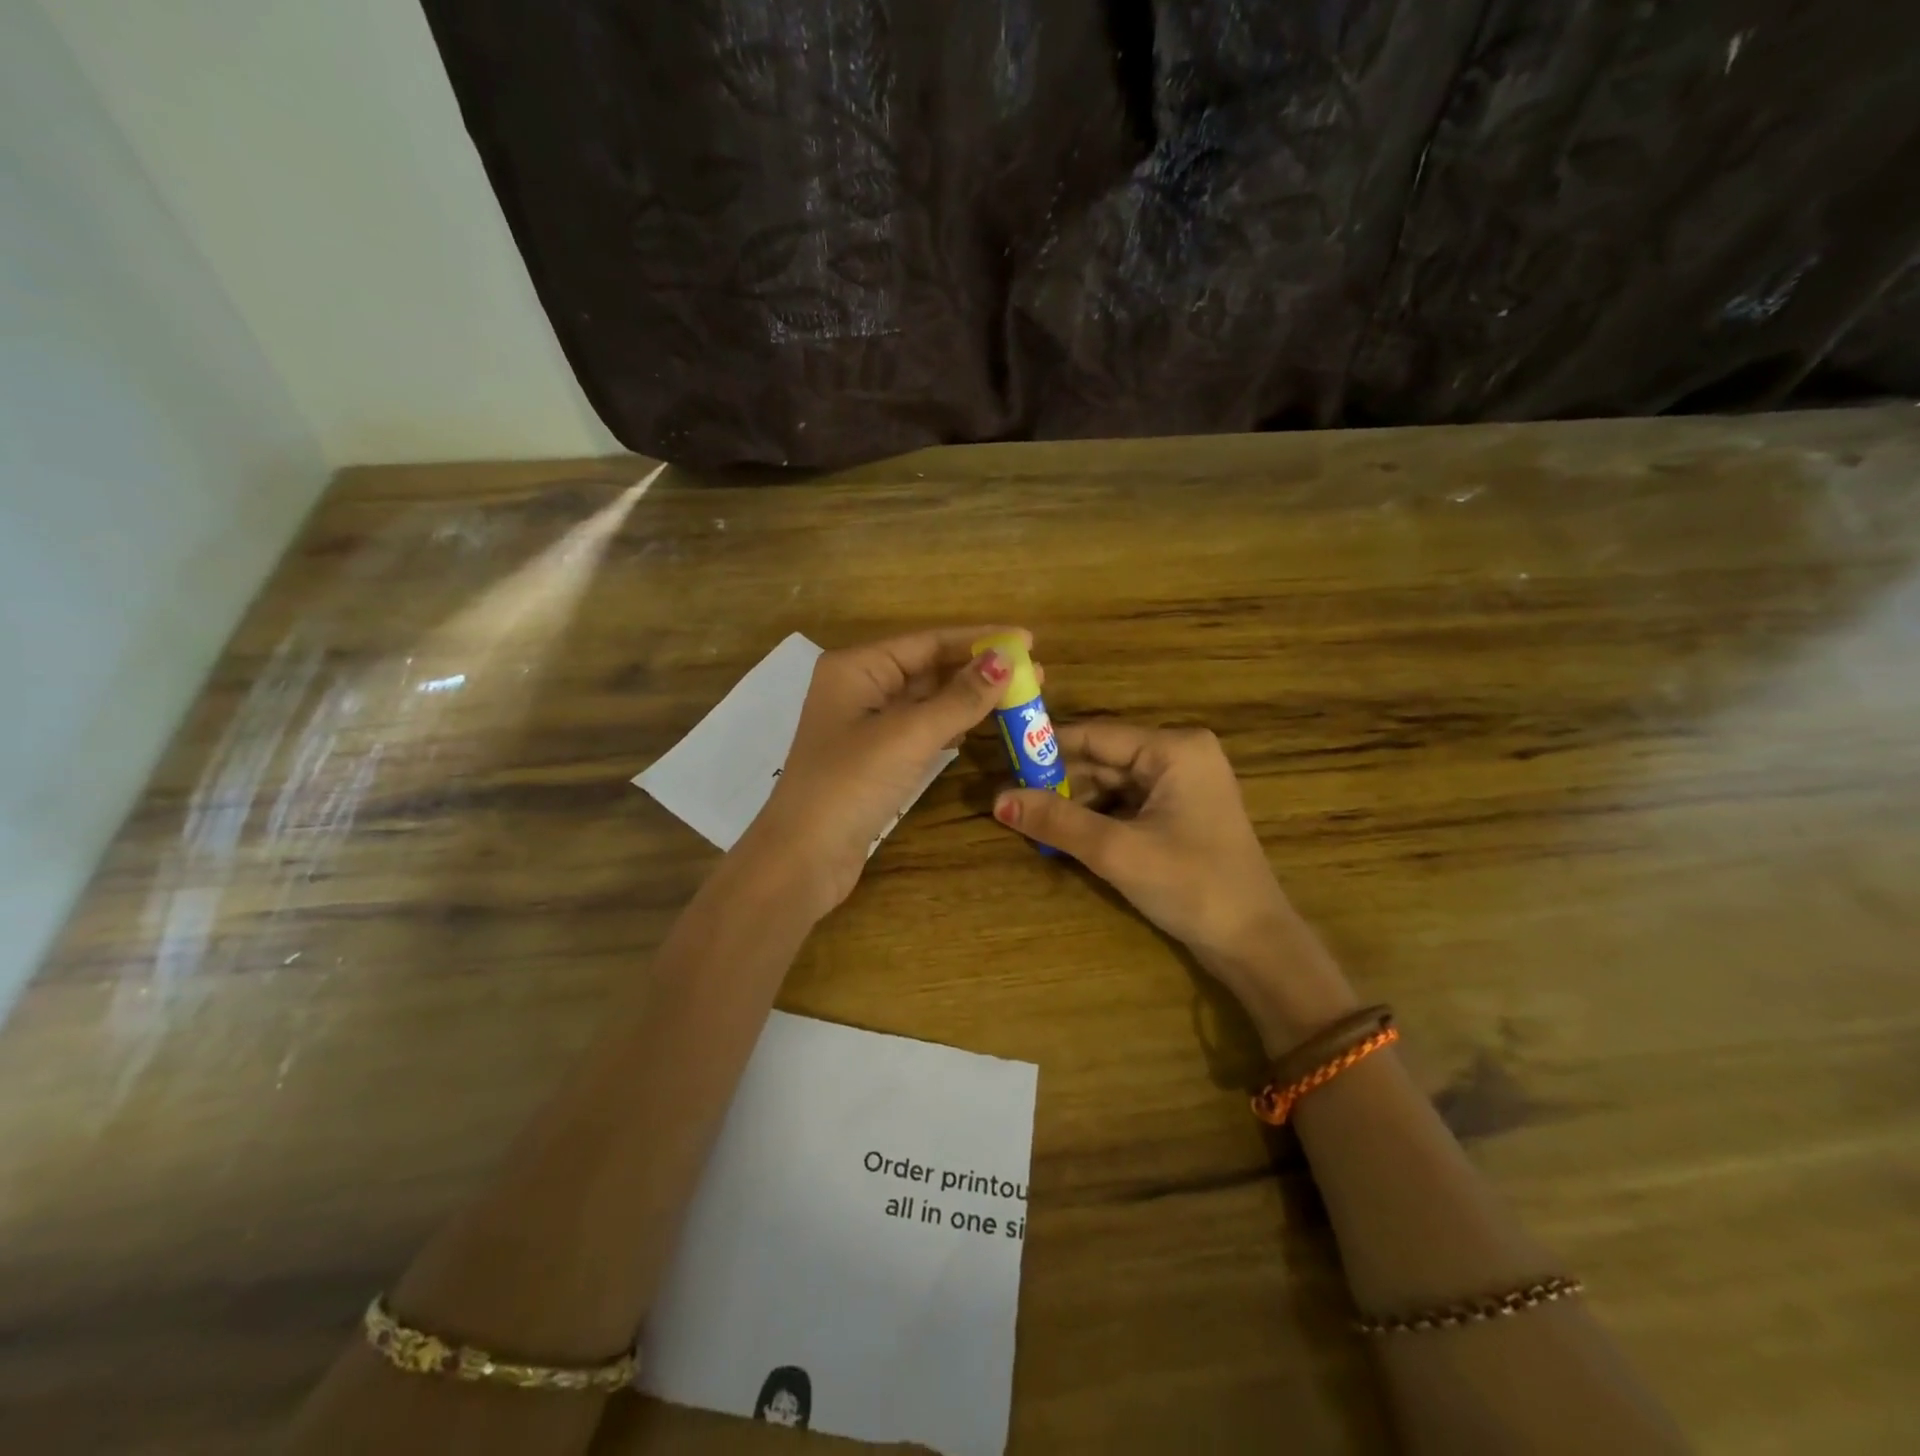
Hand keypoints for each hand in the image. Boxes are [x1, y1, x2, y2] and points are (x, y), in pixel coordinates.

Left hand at [743, 627, 1025, 918]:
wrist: (804, 857)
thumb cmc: (851, 784)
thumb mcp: (909, 734)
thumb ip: (960, 697)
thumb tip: (1006, 658)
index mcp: (857, 668)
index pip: (928, 642)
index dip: (980, 640)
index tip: (1029, 640)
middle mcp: (860, 688)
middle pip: (929, 669)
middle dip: (980, 670)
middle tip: (1036, 674)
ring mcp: (866, 726)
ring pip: (928, 702)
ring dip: (971, 699)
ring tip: (1021, 697)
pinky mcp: (875, 759)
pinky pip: (922, 730)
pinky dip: (953, 726)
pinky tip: (983, 725)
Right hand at [993, 722, 1356, 1045]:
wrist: (1253, 943)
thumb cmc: (1191, 885)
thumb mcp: (1117, 851)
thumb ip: (1057, 820)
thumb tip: (997, 800)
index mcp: (1174, 748)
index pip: (1096, 735)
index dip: (1047, 747)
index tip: (1003, 760)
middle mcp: (1180, 756)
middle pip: (1103, 759)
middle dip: (1059, 782)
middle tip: (1010, 801)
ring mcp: (1182, 786)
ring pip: (1112, 784)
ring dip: (1075, 804)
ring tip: (1029, 821)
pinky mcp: (1179, 814)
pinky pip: (1127, 805)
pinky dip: (1096, 819)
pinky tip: (1064, 836)